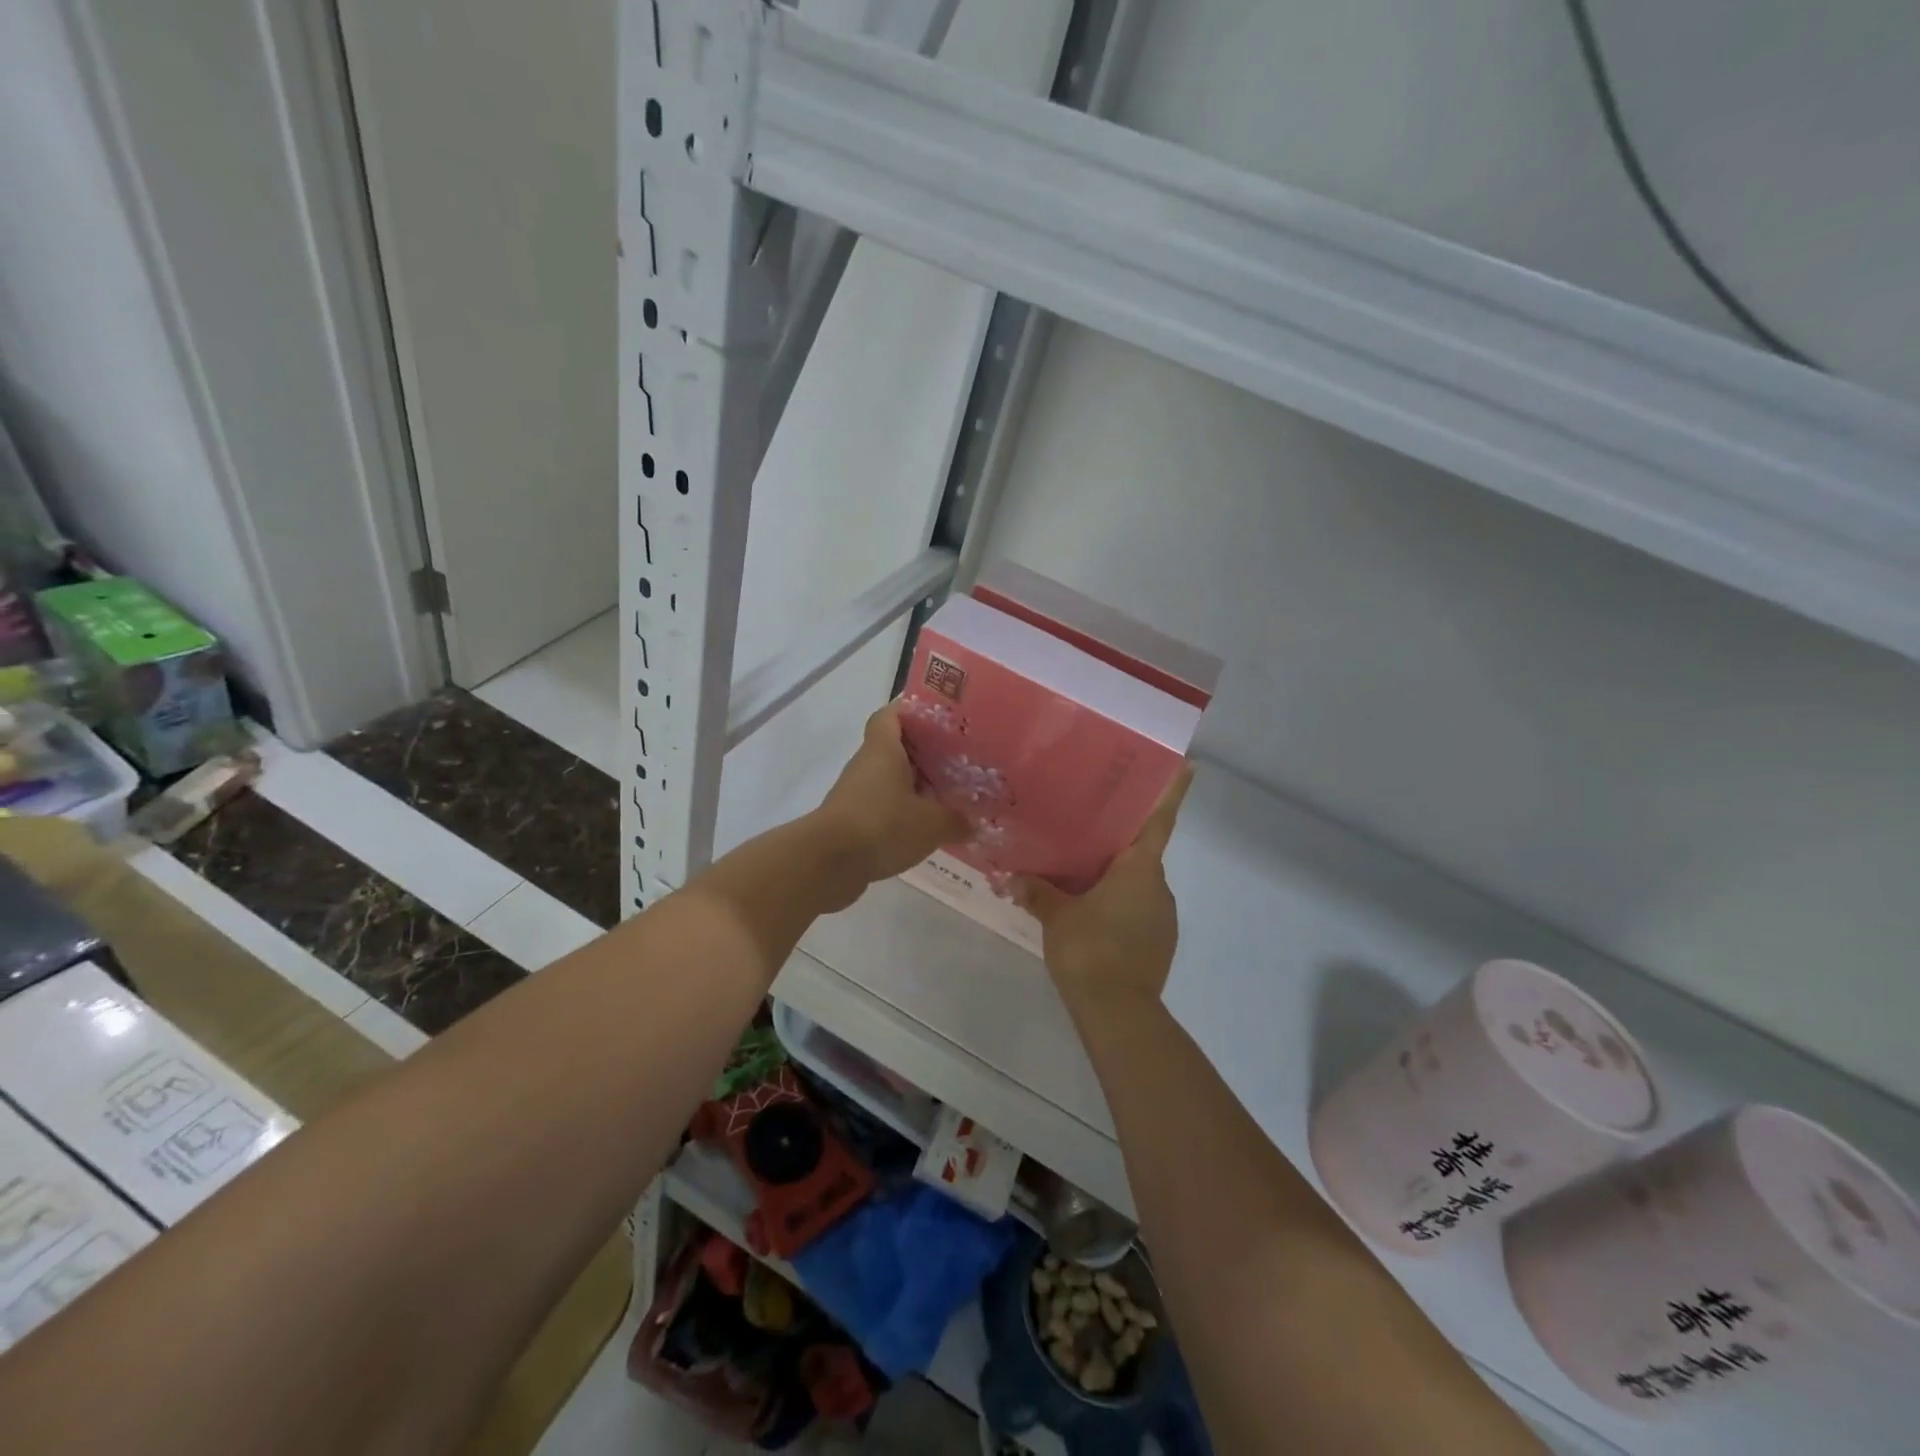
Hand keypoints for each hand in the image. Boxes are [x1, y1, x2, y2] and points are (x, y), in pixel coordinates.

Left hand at [814, 702, 968, 897]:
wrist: (828, 863)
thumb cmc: (882, 825)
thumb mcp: (931, 823)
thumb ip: (956, 820)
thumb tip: (974, 823)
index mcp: (884, 749)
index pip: (891, 715)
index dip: (913, 711)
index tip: (940, 719)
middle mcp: (867, 764)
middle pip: (896, 748)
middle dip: (925, 753)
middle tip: (958, 760)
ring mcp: (856, 793)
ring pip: (890, 779)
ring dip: (915, 786)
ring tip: (949, 796)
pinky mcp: (852, 820)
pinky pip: (883, 806)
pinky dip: (903, 812)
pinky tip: (926, 828)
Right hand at [1014, 764, 1193, 1013]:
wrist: (1118, 1013)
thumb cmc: (1090, 949)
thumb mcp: (1056, 916)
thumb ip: (1037, 892)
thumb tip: (1012, 877)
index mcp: (1140, 869)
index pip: (1159, 821)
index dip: (1172, 792)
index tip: (1187, 765)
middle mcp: (1158, 887)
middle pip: (1141, 852)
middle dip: (1118, 841)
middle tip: (1088, 825)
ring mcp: (1162, 917)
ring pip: (1137, 884)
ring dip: (1114, 877)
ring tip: (1079, 872)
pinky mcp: (1158, 943)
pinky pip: (1136, 910)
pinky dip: (1117, 905)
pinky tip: (1089, 914)